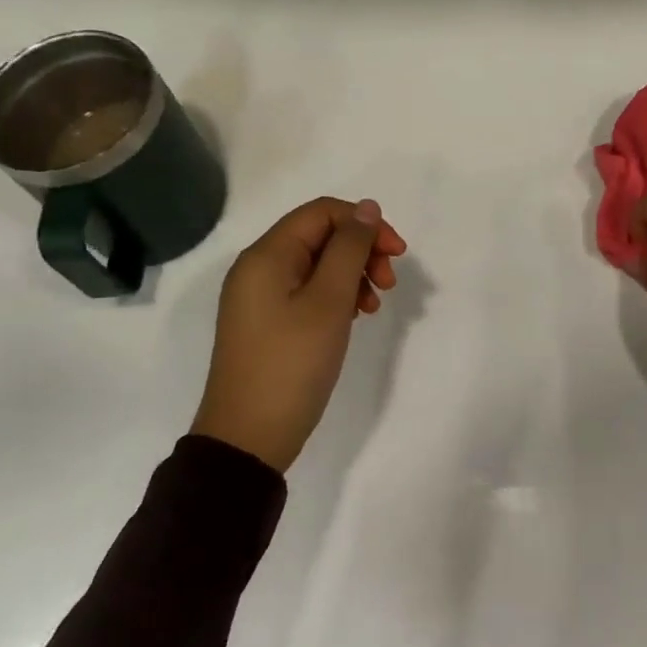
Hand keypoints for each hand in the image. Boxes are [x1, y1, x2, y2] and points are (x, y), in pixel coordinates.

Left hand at [192, 197, 407, 472]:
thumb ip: (350, 248)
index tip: (398, 254)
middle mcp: (259, 267)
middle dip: (362, 251)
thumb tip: (367, 207)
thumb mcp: (329, 301)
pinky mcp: (268, 322)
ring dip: (353, 274)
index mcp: (267, 255)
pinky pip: (308, 291)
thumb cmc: (291, 364)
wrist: (248, 439)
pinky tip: (355, 316)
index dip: (365, 224)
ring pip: (318, 264)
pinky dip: (337, 296)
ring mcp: (261, 297)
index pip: (323, 212)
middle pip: (321, 236)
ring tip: (374, 306)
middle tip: (389, 284)